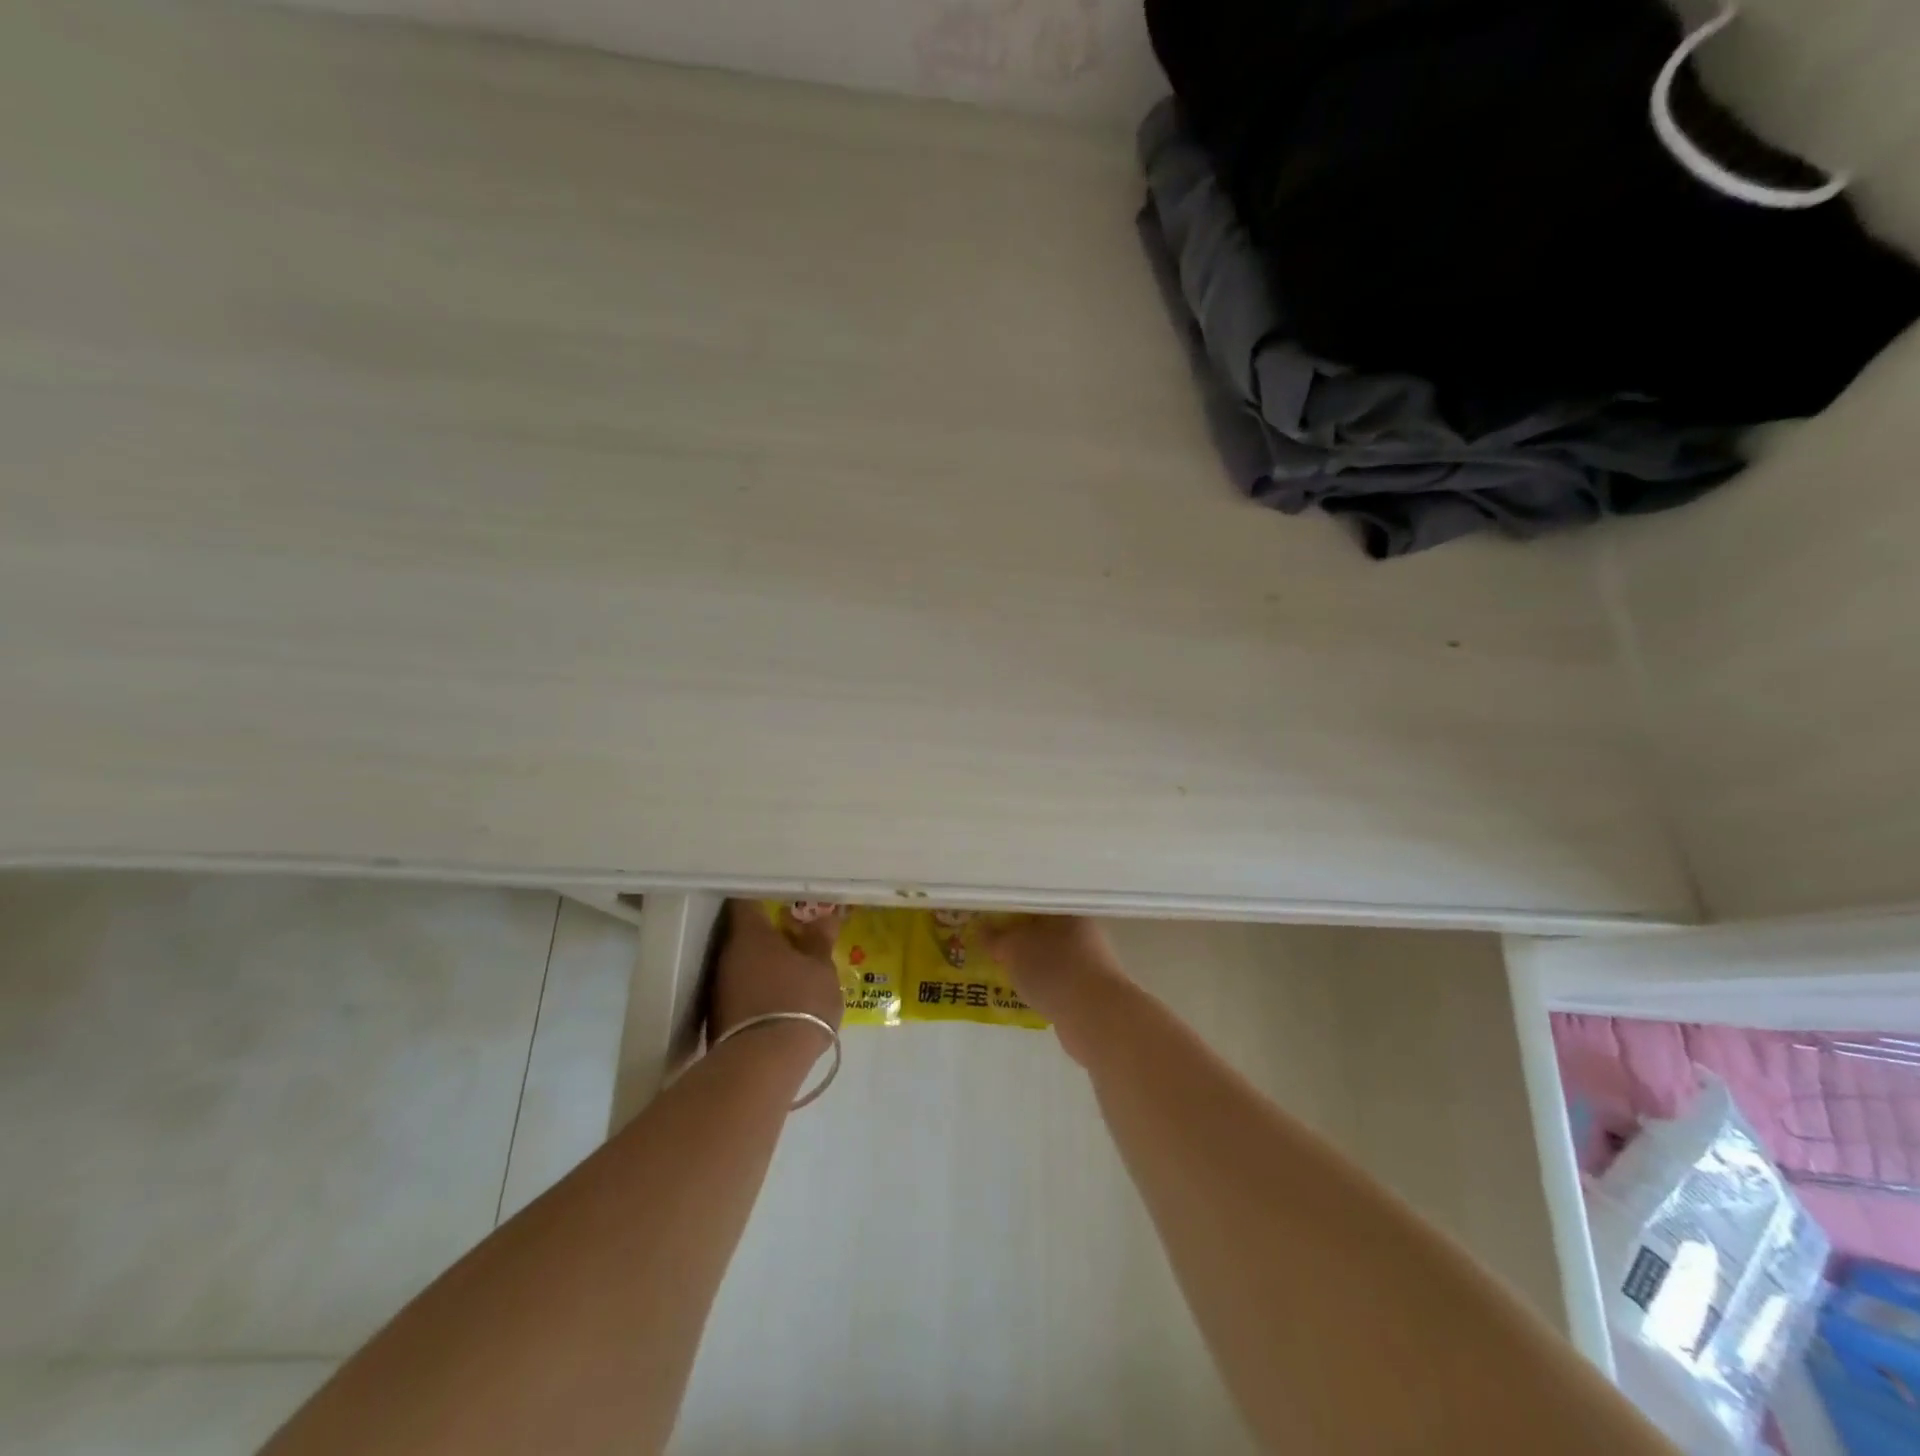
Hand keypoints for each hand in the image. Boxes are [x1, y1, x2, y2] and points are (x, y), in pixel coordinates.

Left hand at [709, 899, 845, 1042]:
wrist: (765, 1064)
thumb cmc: (799, 1002)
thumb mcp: (822, 969)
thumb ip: (820, 941)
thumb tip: (824, 918)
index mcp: (750, 934)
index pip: (748, 900)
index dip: (765, 897)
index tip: (785, 900)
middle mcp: (727, 955)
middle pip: (745, 934)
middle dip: (769, 935)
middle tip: (797, 938)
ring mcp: (718, 988)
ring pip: (743, 964)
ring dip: (764, 965)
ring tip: (793, 972)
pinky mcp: (718, 1018)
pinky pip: (742, 991)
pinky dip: (759, 990)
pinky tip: (781, 1000)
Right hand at [983, 915, 1129, 1064]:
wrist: (1094, 1017)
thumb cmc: (1054, 969)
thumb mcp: (1015, 948)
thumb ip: (997, 938)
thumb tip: (981, 929)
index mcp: (1069, 911)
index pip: (1035, 904)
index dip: (1011, 912)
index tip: (989, 921)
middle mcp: (1084, 932)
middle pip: (1043, 931)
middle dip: (1019, 940)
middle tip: (992, 947)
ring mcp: (1089, 963)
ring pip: (1050, 957)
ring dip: (1030, 965)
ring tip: (1004, 972)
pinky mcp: (1088, 991)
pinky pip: (1057, 981)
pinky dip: (1041, 985)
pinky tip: (1025, 993)